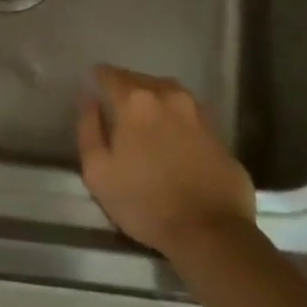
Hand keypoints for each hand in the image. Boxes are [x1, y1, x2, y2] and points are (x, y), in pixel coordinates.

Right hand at [76, 66, 255, 257]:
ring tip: (142, 120)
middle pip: (139, 80)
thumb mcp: (98, 173)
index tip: (91, 87)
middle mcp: (168, 95)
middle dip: (124, 89)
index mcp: (136, 101)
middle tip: (114, 108)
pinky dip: (173, 117)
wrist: (211, 231)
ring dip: (151, 100)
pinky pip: (186, 112)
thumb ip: (89, 129)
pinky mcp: (217, 129)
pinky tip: (169, 137)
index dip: (97, 78)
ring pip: (165, 92)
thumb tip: (90, 101)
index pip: (110, 75)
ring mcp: (197, 110)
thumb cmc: (145, 203)